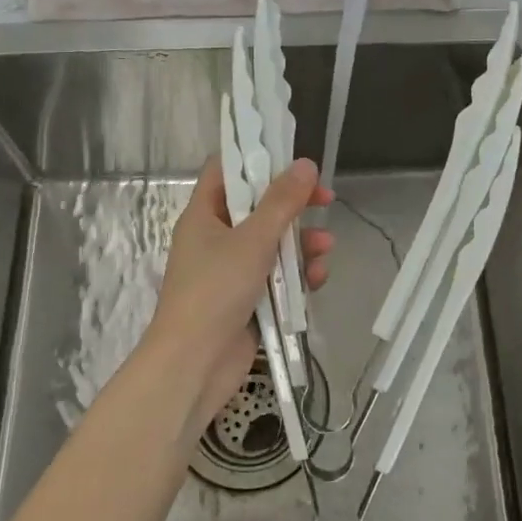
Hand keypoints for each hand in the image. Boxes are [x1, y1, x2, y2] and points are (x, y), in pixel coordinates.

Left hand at [144, 156, 333, 435]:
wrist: (194, 365)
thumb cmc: (215, 291)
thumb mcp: (252, 240)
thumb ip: (281, 202)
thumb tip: (305, 164)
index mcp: (204, 215)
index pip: (226, 171)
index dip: (256, 158)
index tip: (291, 156)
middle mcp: (215, 238)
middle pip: (258, 208)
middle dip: (292, 206)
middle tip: (324, 198)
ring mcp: (231, 271)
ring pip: (273, 244)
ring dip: (301, 243)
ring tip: (326, 247)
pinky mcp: (247, 300)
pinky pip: (277, 277)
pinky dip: (297, 276)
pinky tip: (318, 279)